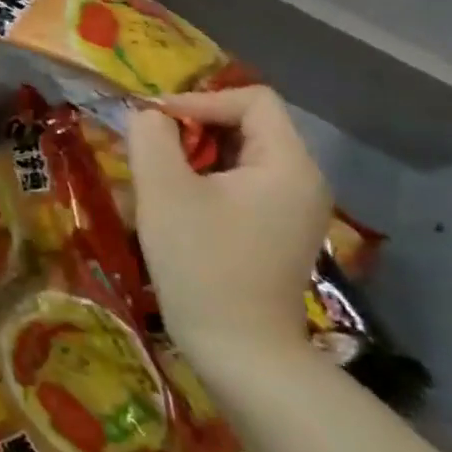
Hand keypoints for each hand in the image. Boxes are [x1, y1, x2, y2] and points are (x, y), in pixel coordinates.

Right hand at [126, 86, 332, 367]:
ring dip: (194, 157)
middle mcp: (303, 181)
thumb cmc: (202, 264)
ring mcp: (294, 210)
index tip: (156, 123)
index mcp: (288, 165)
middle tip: (149, 149)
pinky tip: (175, 206)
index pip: (252, 99)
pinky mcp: (278, 233)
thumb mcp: (164, 191)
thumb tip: (148, 116)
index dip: (200, 100)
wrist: (241, 352)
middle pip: (248, 125)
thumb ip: (151, 137)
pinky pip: (242, 186)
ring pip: (240, 156)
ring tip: (155, 177)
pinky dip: (206, 182)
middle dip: (193, 129)